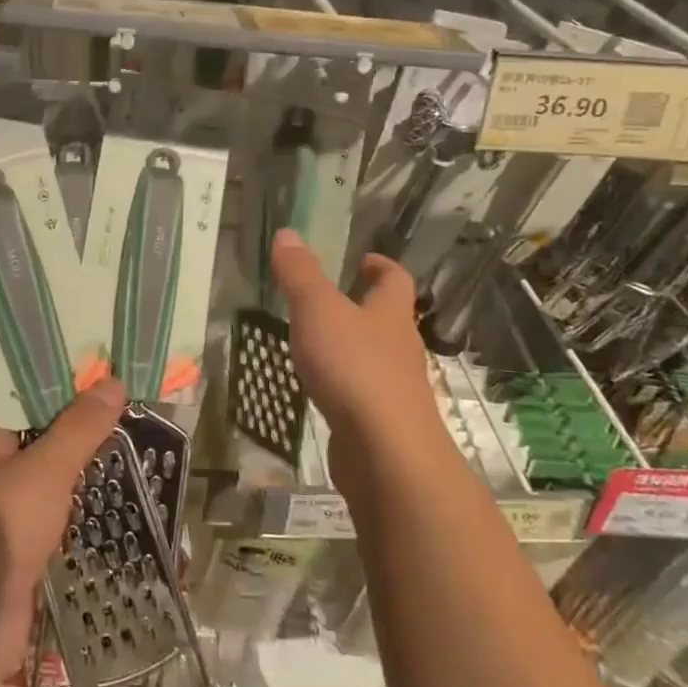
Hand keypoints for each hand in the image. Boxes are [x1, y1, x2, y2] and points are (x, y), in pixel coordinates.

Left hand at [0, 378, 126, 684]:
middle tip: (127, 396)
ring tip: (130, 432)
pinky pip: (52, 499)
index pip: (22, 388)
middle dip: (79, 415)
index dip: (61, 375)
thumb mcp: (45, 472)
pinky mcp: (17, 534)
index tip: (103, 364)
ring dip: (82, 455)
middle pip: (38, 425)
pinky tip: (113, 483)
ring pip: (48, 464)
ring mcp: (1, 500)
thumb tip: (113, 382)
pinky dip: (78, 490)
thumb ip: (80, 428)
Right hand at [270, 230, 444, 485]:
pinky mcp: (382, 424)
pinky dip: (344, 385)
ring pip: (375, 357)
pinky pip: (363, 394)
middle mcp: (400, 348)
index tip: (361, 260)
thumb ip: (300, 274)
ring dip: (352, 347)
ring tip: (315, 342)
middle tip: (326, 299)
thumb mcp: (318, 310)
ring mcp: (395, 389)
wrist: (386, 454)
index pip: (395, 279)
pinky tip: (320, 389)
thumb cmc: (354, 368)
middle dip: (363, 306)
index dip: (380, 266)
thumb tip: (287, 232)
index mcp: (391, 314)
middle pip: (388, 319)